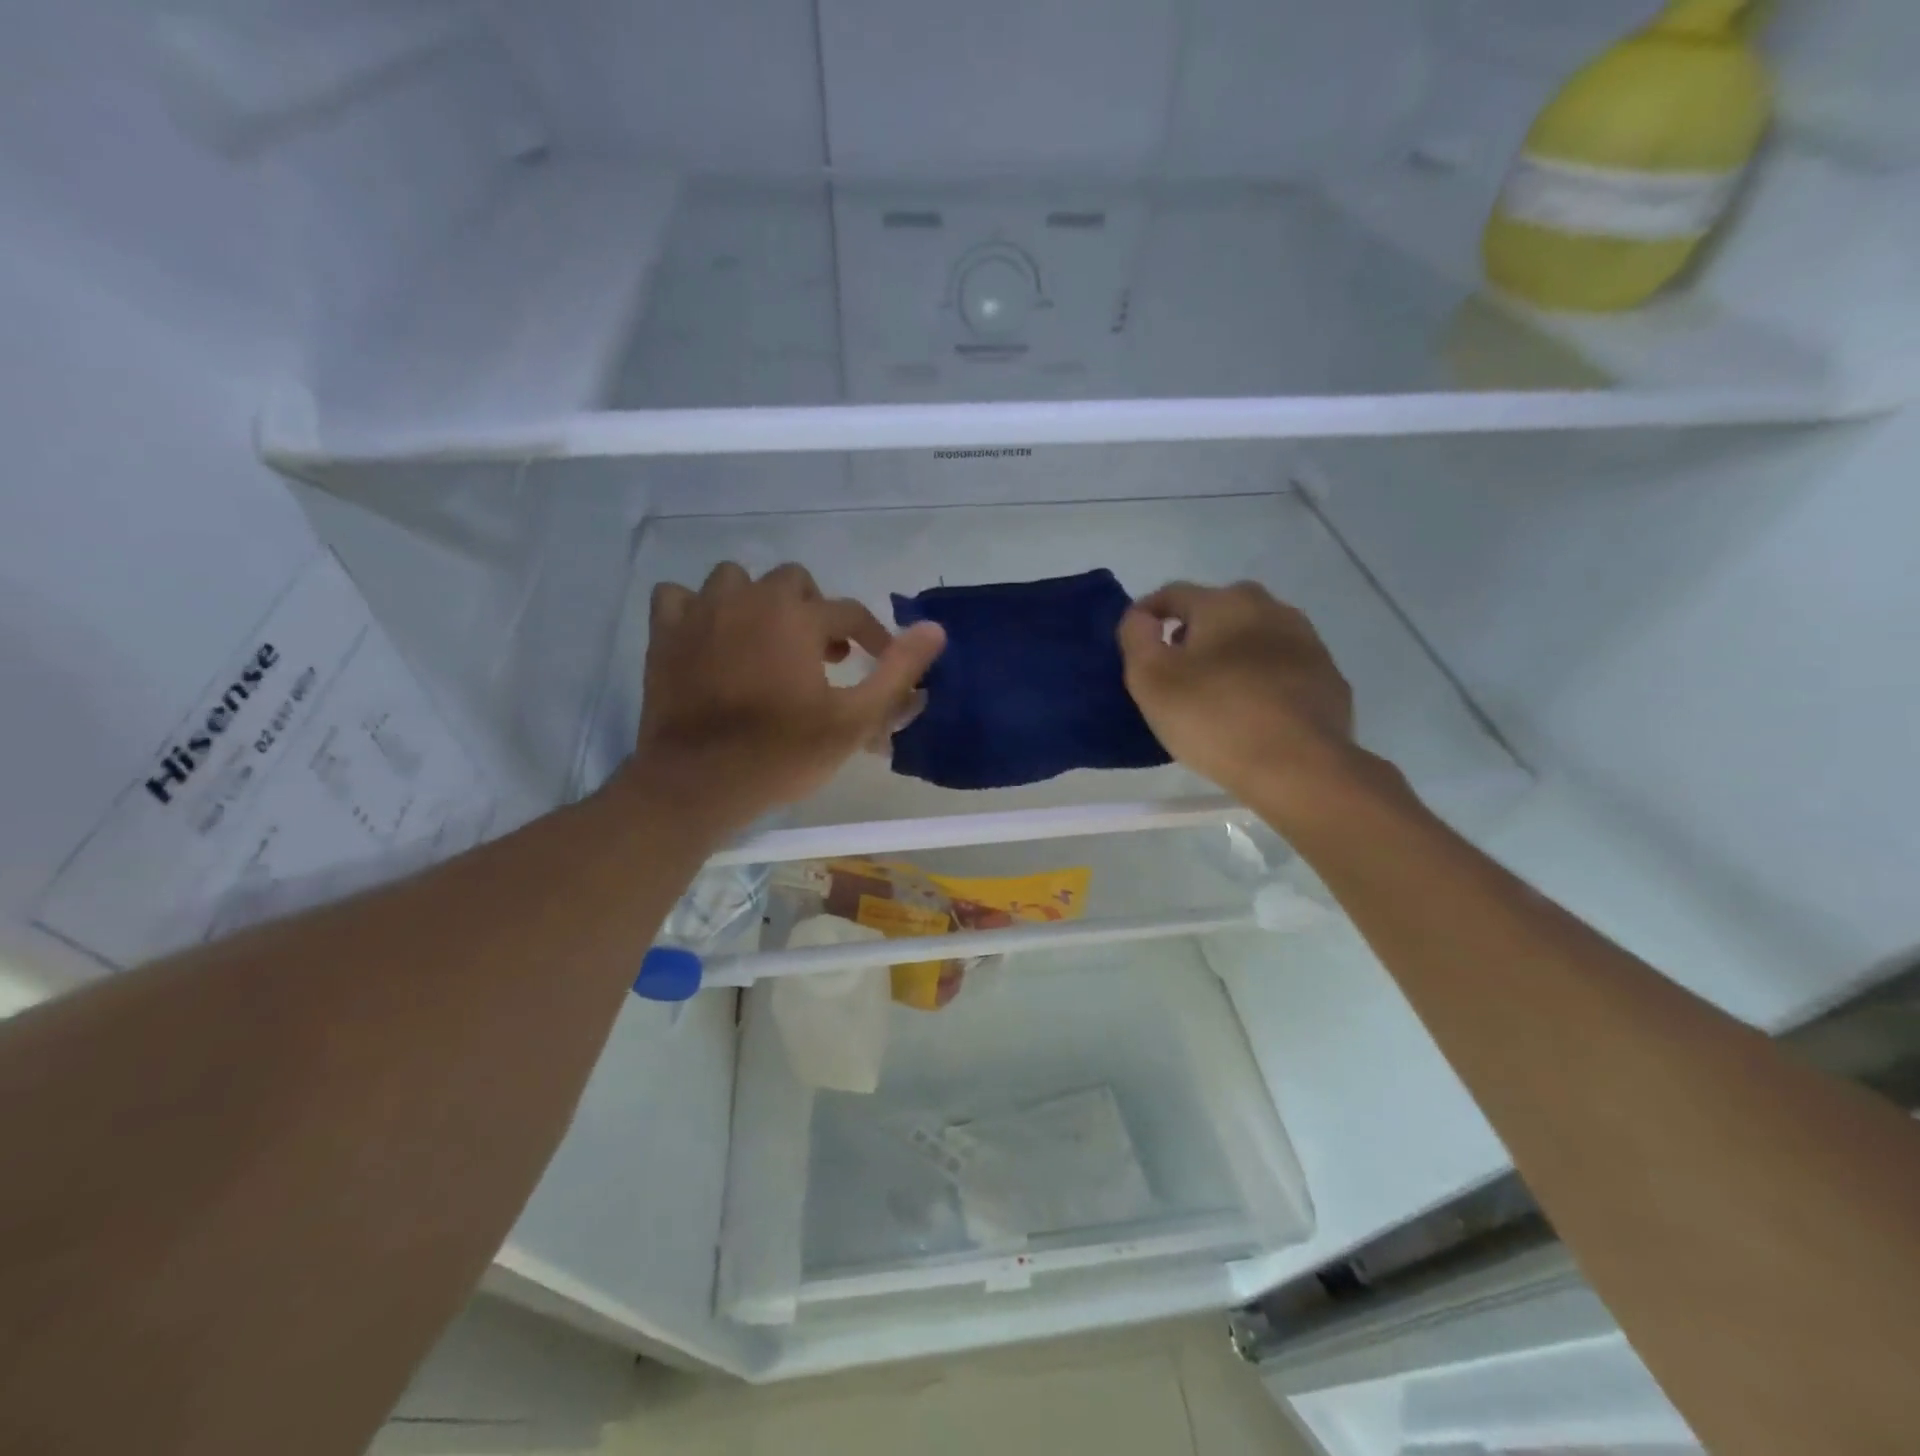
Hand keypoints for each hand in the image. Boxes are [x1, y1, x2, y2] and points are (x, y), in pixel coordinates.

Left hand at [619, 563, 945, 838]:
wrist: (697, 784)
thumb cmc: (782, 754)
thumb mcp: (853, 720)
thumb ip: (897, 672)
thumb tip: (935, 629)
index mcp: (797, 617)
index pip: (849, 611)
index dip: (872, 635)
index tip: (877, 661)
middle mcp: (749, 599)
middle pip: (794, 582)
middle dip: (814, 613)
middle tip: (822, 656)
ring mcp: (700, 613)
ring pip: (735, 580)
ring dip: (758, 603)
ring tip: (767, 642)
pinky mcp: (664, 634)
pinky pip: (678, 597)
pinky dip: (698, 610)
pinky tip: (710, 638)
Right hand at [1118, 581, 1369, 825]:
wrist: (1298, 767)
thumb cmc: (1214, 718)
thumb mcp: (1151, 679)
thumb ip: (1136, 637)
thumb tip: (1141, 618)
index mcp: (1224, 602)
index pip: (1173, 594)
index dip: (1146, 615)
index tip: (1134, 645)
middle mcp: (1270, 608)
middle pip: (1218, 611)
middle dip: (1193, 633)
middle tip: (1175, 672)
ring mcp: (1307, 642)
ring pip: (1254, 637)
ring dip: (1231, 654)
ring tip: (1214, 693)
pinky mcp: (1328, 678)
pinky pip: (1282, 668)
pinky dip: (1262, 679)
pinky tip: (1253, 711)